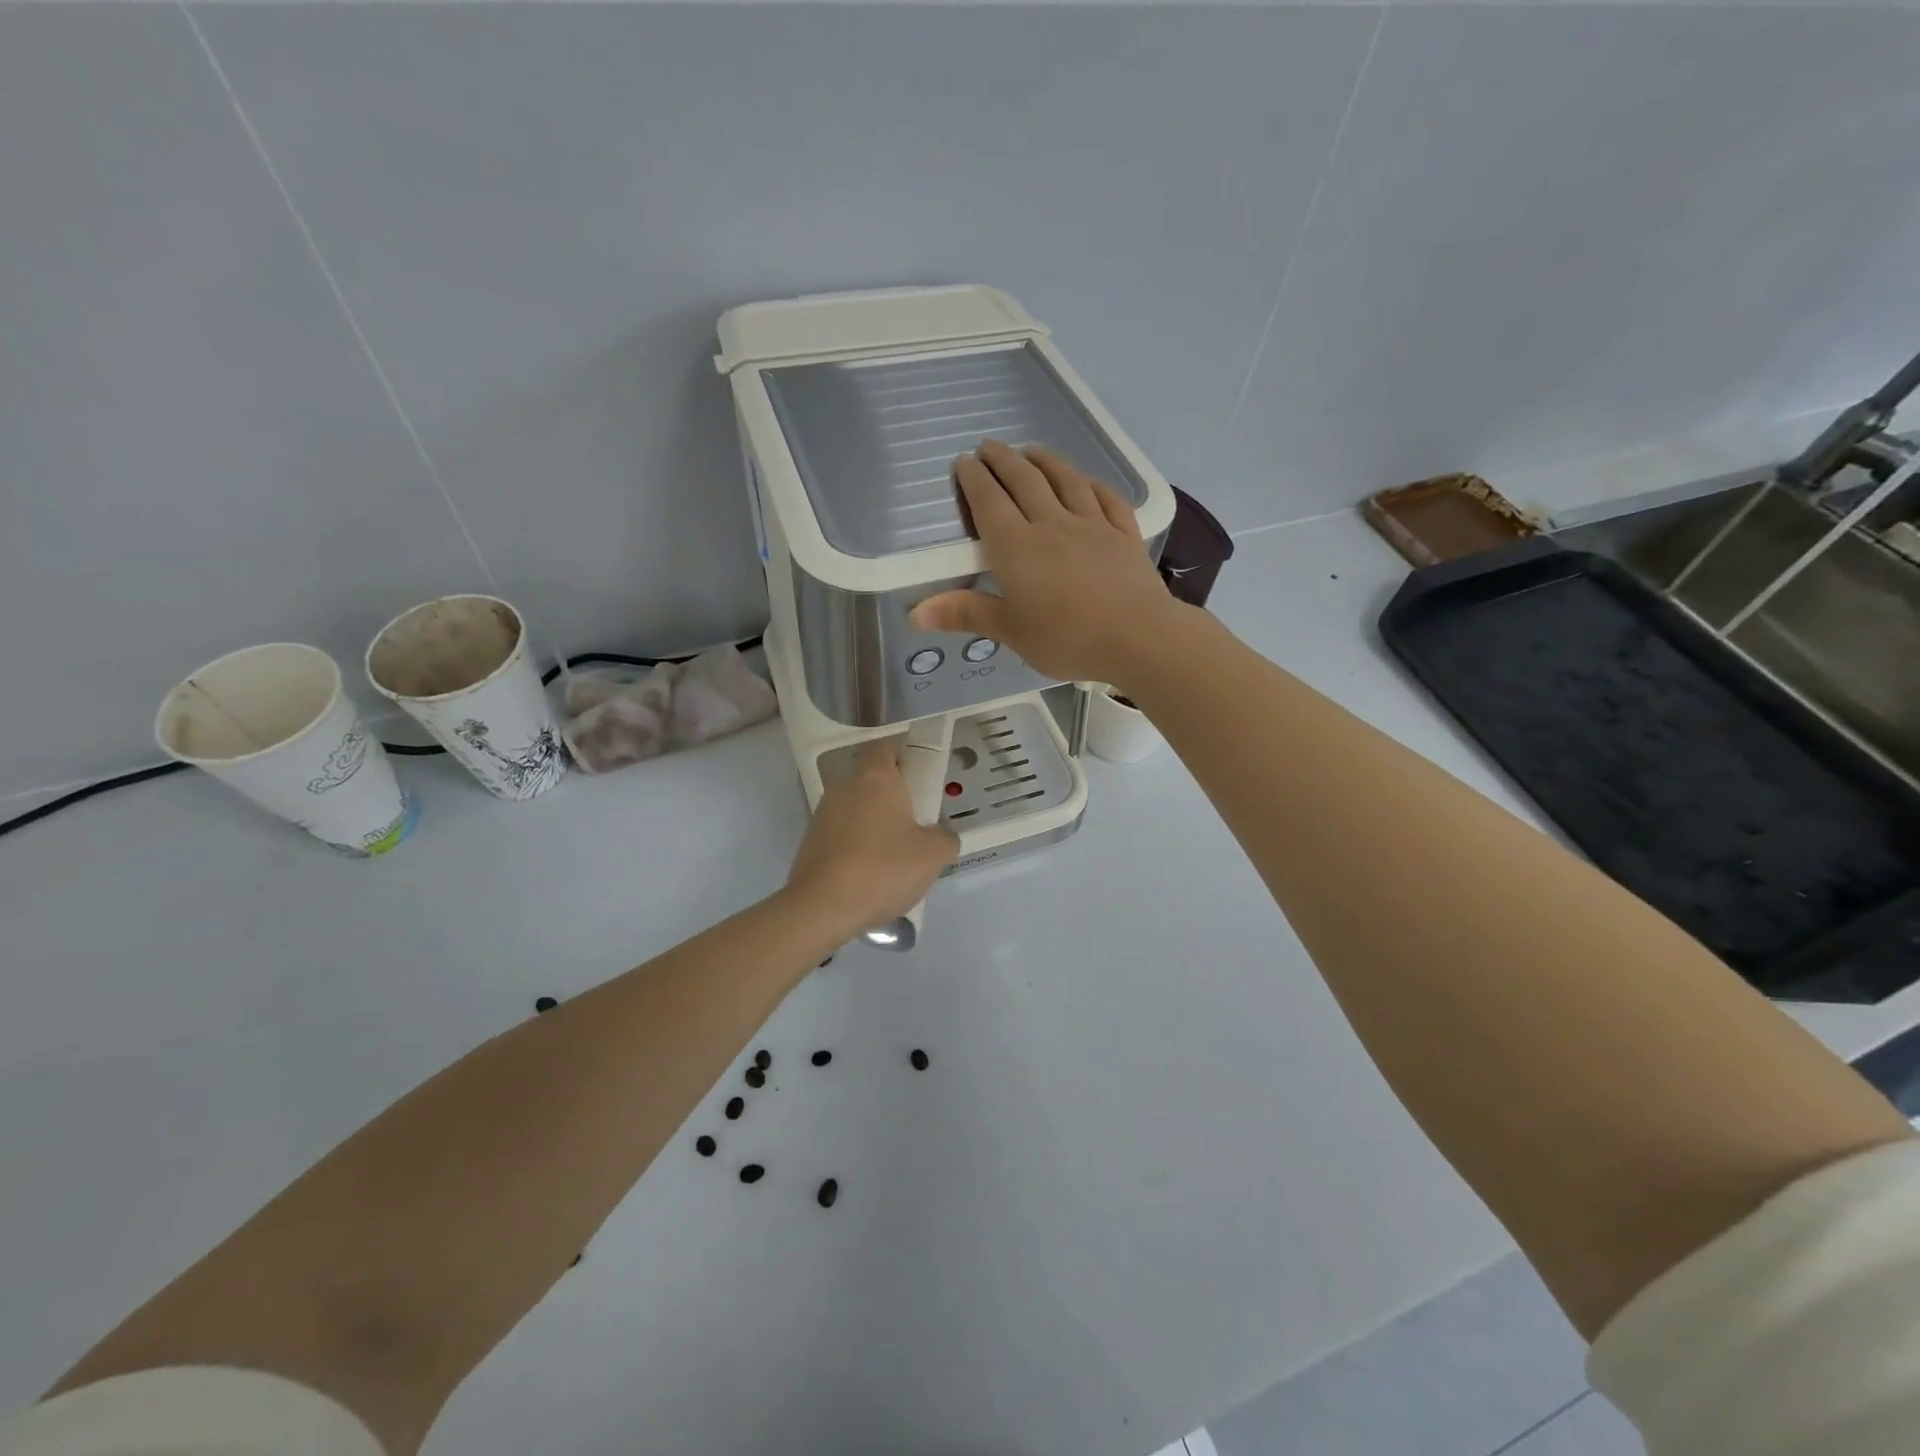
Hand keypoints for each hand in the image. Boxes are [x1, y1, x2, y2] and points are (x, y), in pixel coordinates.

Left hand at [786, 740, 958, 936]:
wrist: (823, 907)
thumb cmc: (883, 867)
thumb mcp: (933, 855)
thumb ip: (945, 839)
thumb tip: (943, 836)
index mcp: (875, 778)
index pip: (884, 748)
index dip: (902, 758)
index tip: (919, 779)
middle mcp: (844, 787)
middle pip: (870, 782)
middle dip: (892, 798)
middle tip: (915, 825)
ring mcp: (822, 815)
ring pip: (855, 810)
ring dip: (873, 826)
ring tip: (894, 858)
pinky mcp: (809, 843)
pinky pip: (841, 836)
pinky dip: (855, 848)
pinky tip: (869, 877)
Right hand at [910, 440, 1183, 688]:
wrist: (1137, 637)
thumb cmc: (1066, 638)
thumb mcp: (1010, 631)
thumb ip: (966, 614)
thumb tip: (914, 613)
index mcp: (1017, 547)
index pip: (989, 502)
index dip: (974, 479)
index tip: (963, 462)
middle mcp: (1052, 524)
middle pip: (1024, 481)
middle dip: (1003, 460)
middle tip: (989, 446)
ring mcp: (1092, 525)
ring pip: (1065, 480)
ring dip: (1045, 461)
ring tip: (1031, 450)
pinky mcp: (1124, 534)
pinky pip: (1106, 498)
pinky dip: (1091, 484)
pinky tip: (1086, 480)